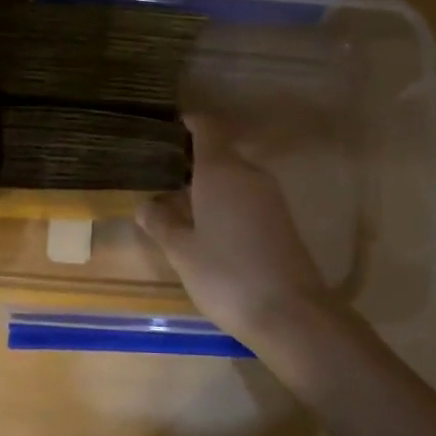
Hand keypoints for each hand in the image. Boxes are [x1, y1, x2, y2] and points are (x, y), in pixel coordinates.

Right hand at [136, 114, 336, 352]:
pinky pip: (247, 195)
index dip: (189, 124)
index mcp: (221, 170)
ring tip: (180, 199)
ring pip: (235, 175)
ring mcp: (270, 196)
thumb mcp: (182, 251)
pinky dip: (227, 199)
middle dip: (193, 157)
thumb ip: (162, 223)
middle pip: (221, 151)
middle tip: (163, 172)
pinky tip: (209, 223)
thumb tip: (146, 205)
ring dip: (210, 181)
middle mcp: (248, 173)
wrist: (289, 312)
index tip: (167, 129)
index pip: (207, 128)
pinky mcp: (281, 218)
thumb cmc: (226, 274)